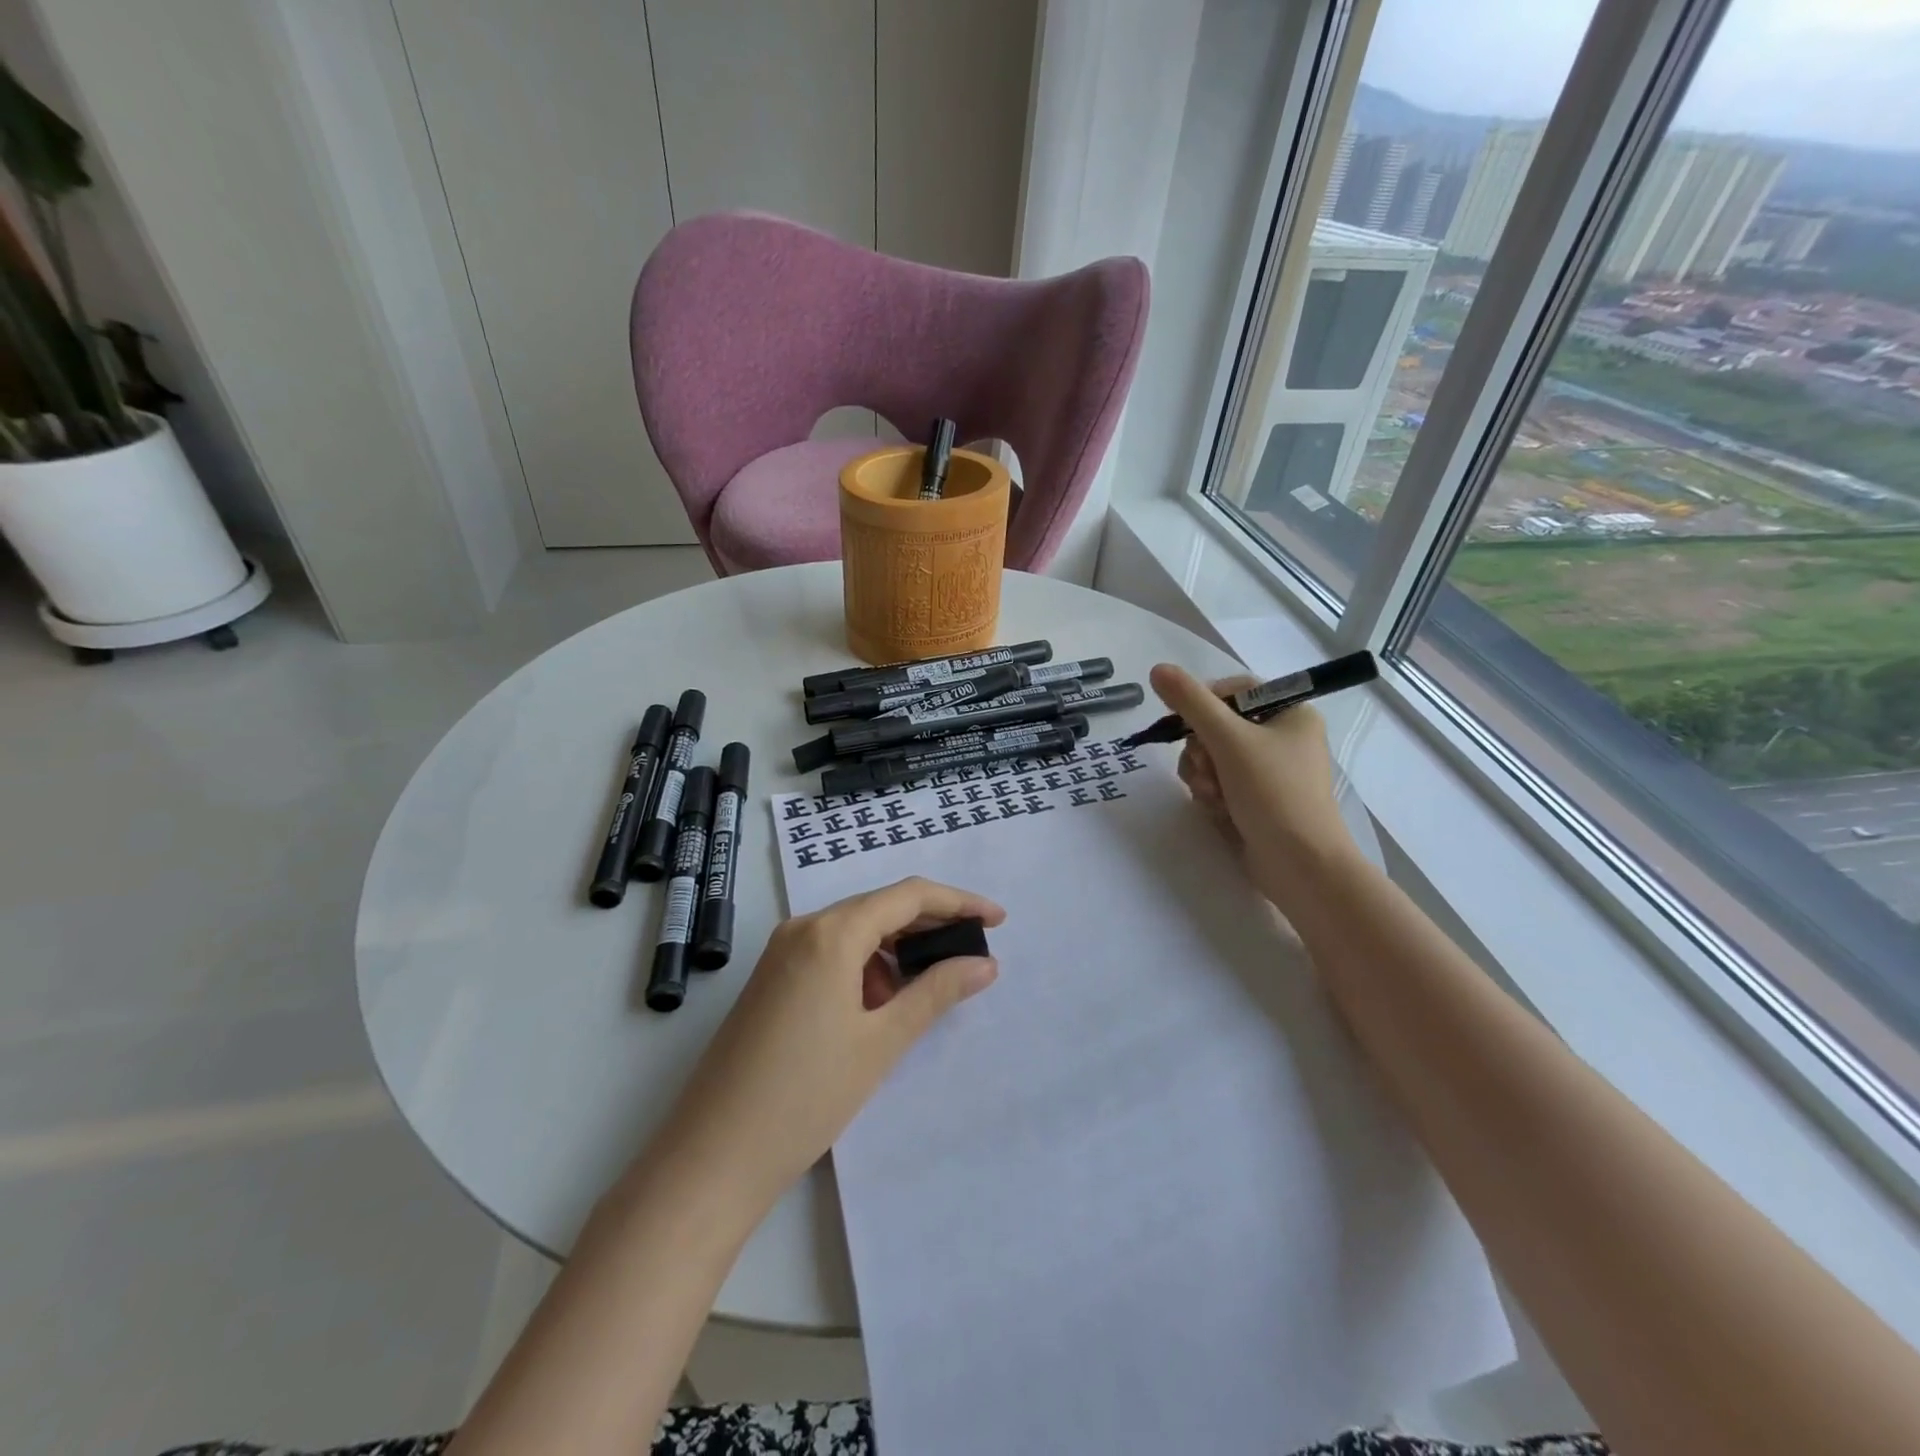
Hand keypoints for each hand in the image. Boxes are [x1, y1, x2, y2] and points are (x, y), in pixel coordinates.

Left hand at [647, 877, 1003, 1210]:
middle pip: (880, 908)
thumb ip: (936, 993)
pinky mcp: (770, 979)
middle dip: (930, 926)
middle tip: (972, 954)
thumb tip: (985, 963)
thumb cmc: (806, 1096)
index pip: (908, 896)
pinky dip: (864, 968)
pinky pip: (830, 953)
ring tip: (926, 990)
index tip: (997, 920)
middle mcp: (803, 928)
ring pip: (855, 931)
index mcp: (831, 932)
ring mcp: (781, 953)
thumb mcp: (881, 1042)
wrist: (712, 1157)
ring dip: (896, 950)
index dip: (958, 902)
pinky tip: (878, 1006)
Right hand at [1148, 663, 1361, 917]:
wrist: (1300, 865)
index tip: (1185, 723)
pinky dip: (1211, 794)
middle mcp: (1282, 738)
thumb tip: (1157, 669)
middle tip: (1206, 768)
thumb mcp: (1229, 740)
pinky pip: (1217, 783)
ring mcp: (1268, 772)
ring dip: (1202, 775)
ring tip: (1213, 795)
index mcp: (1291, 713)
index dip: (1204, 703)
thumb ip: (1191, 702)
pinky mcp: (1255, 800)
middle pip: (1217, 726)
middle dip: (1201, 750)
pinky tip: (1218, 810)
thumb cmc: (1273, 793)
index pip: (1235, 691)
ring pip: (1211, 757)